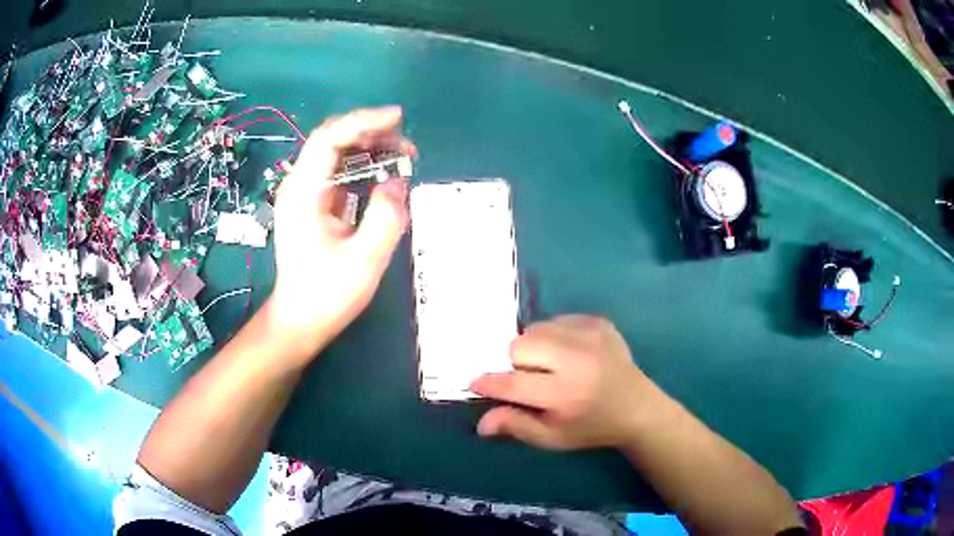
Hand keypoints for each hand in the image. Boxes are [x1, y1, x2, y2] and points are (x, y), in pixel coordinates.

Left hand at [266, 107, 416, 362]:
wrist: (300, 319)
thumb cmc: (327, 294)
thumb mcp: (365, 259)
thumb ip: (387, 216)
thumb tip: (398, 182)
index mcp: (304, 192)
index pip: (329, 138)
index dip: (363, 121)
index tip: (397, 119)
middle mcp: (299, 185)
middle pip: (333, 140)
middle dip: (371, 134)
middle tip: (408, 146)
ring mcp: (305, 194)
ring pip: (336, 154)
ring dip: (369, 149)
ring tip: (402, 157)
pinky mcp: (313, 204)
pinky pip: (338, 173)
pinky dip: (363, 167)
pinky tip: (384, 175)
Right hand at [471, 315, 666, 449]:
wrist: (638, 408)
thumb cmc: (591, 428)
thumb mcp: (552, 438)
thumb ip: (516, 426)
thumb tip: (481, 422)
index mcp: (565, 394)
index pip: (513, 383)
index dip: (489, 383)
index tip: (476, 383)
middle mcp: (577, 360)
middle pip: (520, 345)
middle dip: (515, 362)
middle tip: (529, 378)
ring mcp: (591, 336)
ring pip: (536, 328)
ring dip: (534, 347)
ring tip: (551, 365)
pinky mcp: (599, 323)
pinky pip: (558, 320)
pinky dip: (554, 336)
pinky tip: (570, 355)